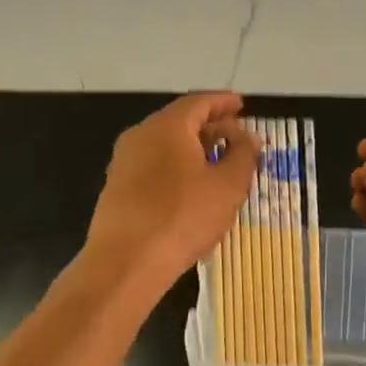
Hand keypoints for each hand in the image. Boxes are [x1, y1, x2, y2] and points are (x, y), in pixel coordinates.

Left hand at [85, 92, 257, 291]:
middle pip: (181, 121)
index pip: (199, 101)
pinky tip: (192, 188)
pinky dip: (177, 167)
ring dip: (195, 149)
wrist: (125, 263)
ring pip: (166, 145)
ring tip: (219, 164)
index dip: (223, 102)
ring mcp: (124, 162)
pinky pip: (154, 166)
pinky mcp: (117, 188)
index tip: (242, 105)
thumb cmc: (182, 216)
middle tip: (237, 138)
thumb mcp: (228, 186)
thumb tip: (248, 137)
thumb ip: (243, 155)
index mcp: (167, 126)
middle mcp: (141, 135)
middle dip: (211, 127)